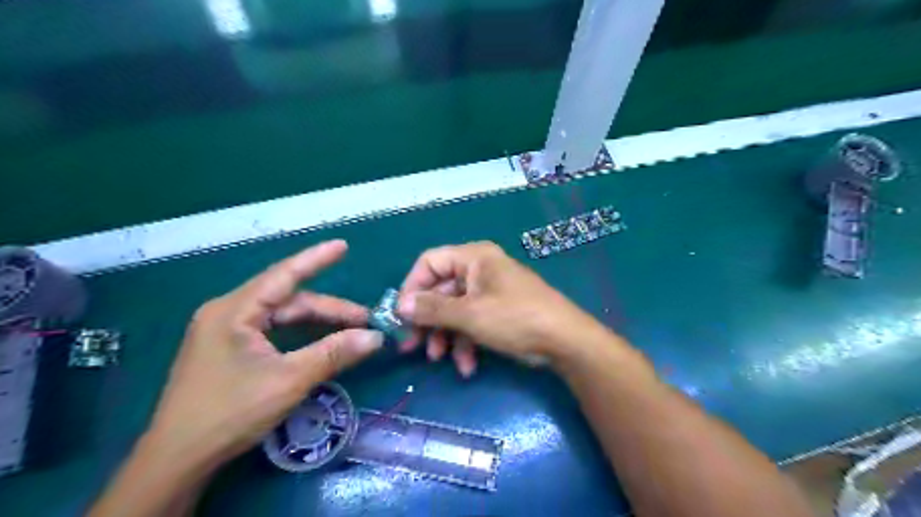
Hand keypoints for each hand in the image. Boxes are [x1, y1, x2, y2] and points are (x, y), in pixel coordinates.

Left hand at [144, 240, 384, 469]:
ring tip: (351, 331)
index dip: (316, 259)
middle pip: (289, 301)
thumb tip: (376, 337)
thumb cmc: (230, 413)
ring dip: (317, 323)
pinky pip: (273, 331)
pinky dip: (301, 335)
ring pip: (282, 317)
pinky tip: (321, 341)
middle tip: (365, 320)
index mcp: (234, 311)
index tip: (343, 245)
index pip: (283, 275)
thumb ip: (334, 353)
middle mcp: (229, 313)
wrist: (178, 460)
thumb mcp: (289, 380)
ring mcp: (227, 331)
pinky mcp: (230, 349)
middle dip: (329, 309)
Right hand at [399, 240, 610, 376]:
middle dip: (427, 320)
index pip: (430, 262)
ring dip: (445, 336)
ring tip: (439, 359)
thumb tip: (400, 305)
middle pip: (440, 290)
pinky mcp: (497, 312)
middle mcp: (479, 270)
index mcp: (474, 258)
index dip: (412, 287)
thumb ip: (432, 309)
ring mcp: (489, 292)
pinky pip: (472, 322)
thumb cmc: (515, 318)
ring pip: (454, 310)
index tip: (400, 315)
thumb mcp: (470, 314)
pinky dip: (466, 343)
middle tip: (410, 345)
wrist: (564, 342)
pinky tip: (467, 366)